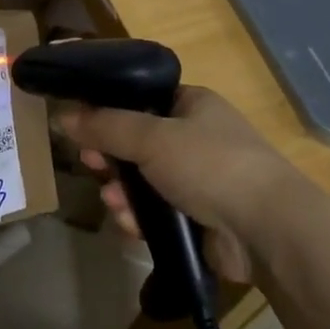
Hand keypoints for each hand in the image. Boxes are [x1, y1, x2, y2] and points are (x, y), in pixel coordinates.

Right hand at [56, 85, 317, 282]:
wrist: (266, 229)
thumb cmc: (210, 165)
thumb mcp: (152, 137)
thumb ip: (105, 125)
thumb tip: (63, 116)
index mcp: (193, 105)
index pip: (143, 99)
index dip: (110, 111)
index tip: (82, 125)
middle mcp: (198, 138)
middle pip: (138, 143)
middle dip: (111, 158)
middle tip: (90, 165)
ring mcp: (201, 180)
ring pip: (144, 182)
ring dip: (123, 192)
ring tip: (113, 203)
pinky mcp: (201, 218)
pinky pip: (158, 213)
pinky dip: (141, 218)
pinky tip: (130, 226)